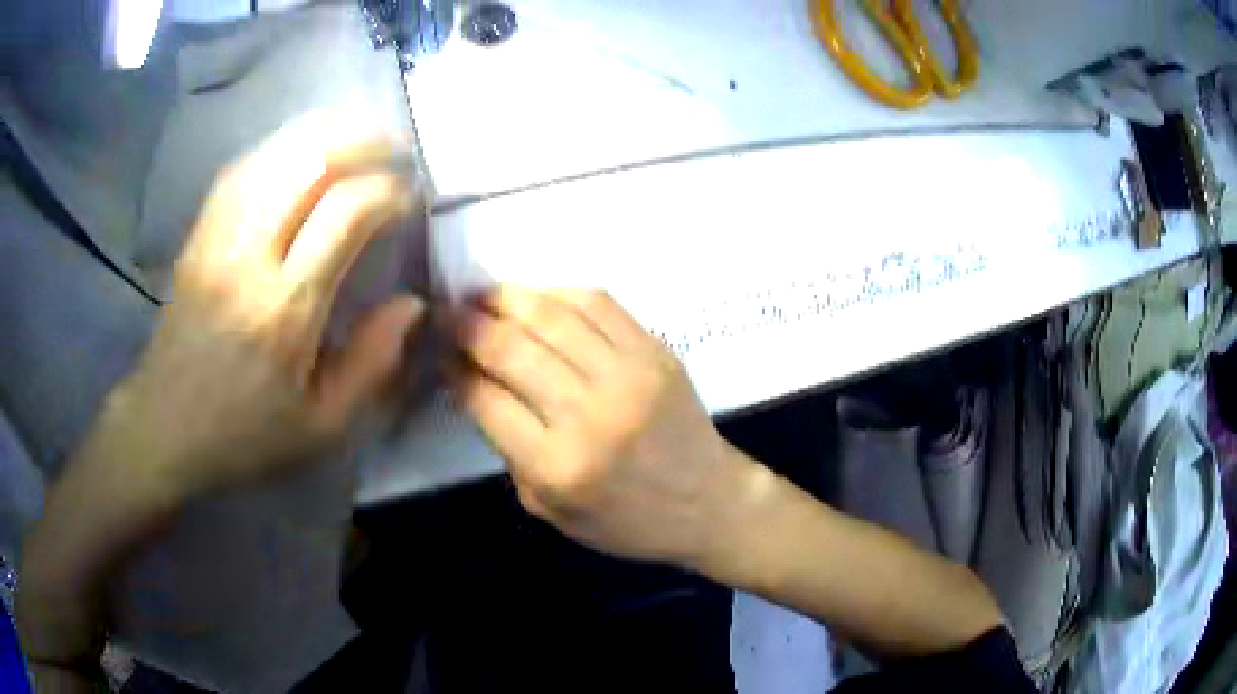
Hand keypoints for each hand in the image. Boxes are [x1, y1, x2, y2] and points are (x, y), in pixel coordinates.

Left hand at [110, 113, 425, 499]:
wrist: (165, 425)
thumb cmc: (245, 432)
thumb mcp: (321, 425)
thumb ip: (372, 363)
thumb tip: (412, 304)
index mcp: (285, 308)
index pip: (346, 213)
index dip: (388, 191)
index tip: (409, 200)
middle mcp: (249, 256)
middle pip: (311, 163)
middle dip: (364, 144)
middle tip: (395, 151)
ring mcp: (218, 236)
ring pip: (276, 153)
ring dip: (326, 135)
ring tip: (358, 139)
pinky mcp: (199, 232)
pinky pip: (244, 167)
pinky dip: (282, 147)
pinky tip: (303, 152)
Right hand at [455, 288, 749, 568]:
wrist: (708, 502)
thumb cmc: (626, 521)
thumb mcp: (550, 509)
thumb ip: (509, 451)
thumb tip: (479, 385)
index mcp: (557, 465)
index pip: (485, 399)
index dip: (454, 368)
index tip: (440, 352)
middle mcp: (589, 414)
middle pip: (511, 349)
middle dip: (469, 325)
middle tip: (449, 313)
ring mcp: (628, 375)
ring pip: (552, 316)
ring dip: (507, 298)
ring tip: (483, 296)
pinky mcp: (656, 352)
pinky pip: (600, 304)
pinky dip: (559, 292)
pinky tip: (536, 296)